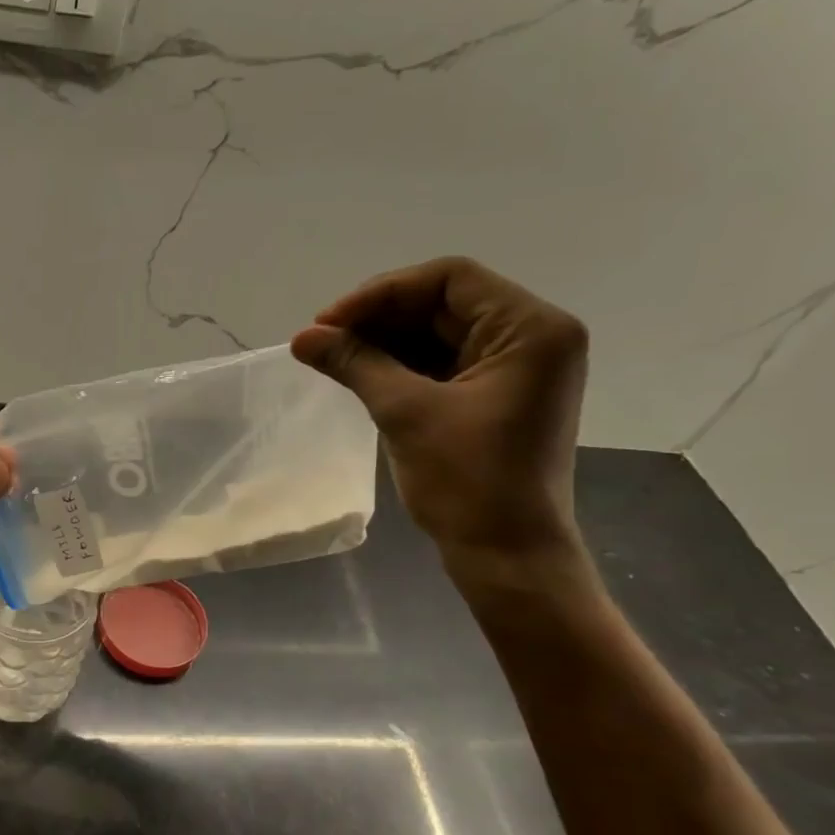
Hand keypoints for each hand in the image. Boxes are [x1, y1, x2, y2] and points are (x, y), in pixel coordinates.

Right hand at [292, 257, 587, 559]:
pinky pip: (443, 364)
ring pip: (439, 334)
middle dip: (379, 318)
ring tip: (332, 357)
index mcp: (530, 329)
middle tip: (322, 340)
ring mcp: (516, 369)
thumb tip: (302, 337)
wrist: (507, 556)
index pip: (450, 279)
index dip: (382, 293)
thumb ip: (355, 364)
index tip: (329, 321)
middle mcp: (532, 338)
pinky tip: (359, 374)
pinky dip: (401, 366)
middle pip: (444, 304)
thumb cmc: (468, 482)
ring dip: (385, 342)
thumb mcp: (406, 413)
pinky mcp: (496, 397)